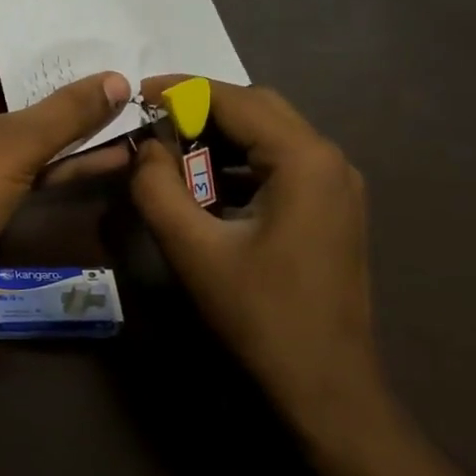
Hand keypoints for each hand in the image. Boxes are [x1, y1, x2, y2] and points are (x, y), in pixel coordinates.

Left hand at [0, 48, 131, 315]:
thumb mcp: (19, 144)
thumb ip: (70, 111)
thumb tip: (119, 80)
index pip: (7, 53)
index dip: (58, 55)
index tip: (106, 49)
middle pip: (21, 91)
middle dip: (74, 95)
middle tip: (127, 82)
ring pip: (28, 128)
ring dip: (74, 130)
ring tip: (131, 117)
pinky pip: (25, 158)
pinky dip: (60, 159)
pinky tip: (112, 156)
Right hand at [131, 79, 389, 451]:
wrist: (325, 384)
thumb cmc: (259, 314)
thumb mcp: (192, 249)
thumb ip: (157, 188)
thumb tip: (146, 148)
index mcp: (305, 160)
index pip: (236, 99)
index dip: (182, 90)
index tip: (137, 93)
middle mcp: (330, 159)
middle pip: (259, 109)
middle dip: (202, 109)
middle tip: (153, 125)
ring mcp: (338, 185)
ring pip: (271, 135)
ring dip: (221, 136)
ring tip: (173, 154)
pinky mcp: (333, 209)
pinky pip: (282, 164)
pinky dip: (241, 163)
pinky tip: (208, 187)